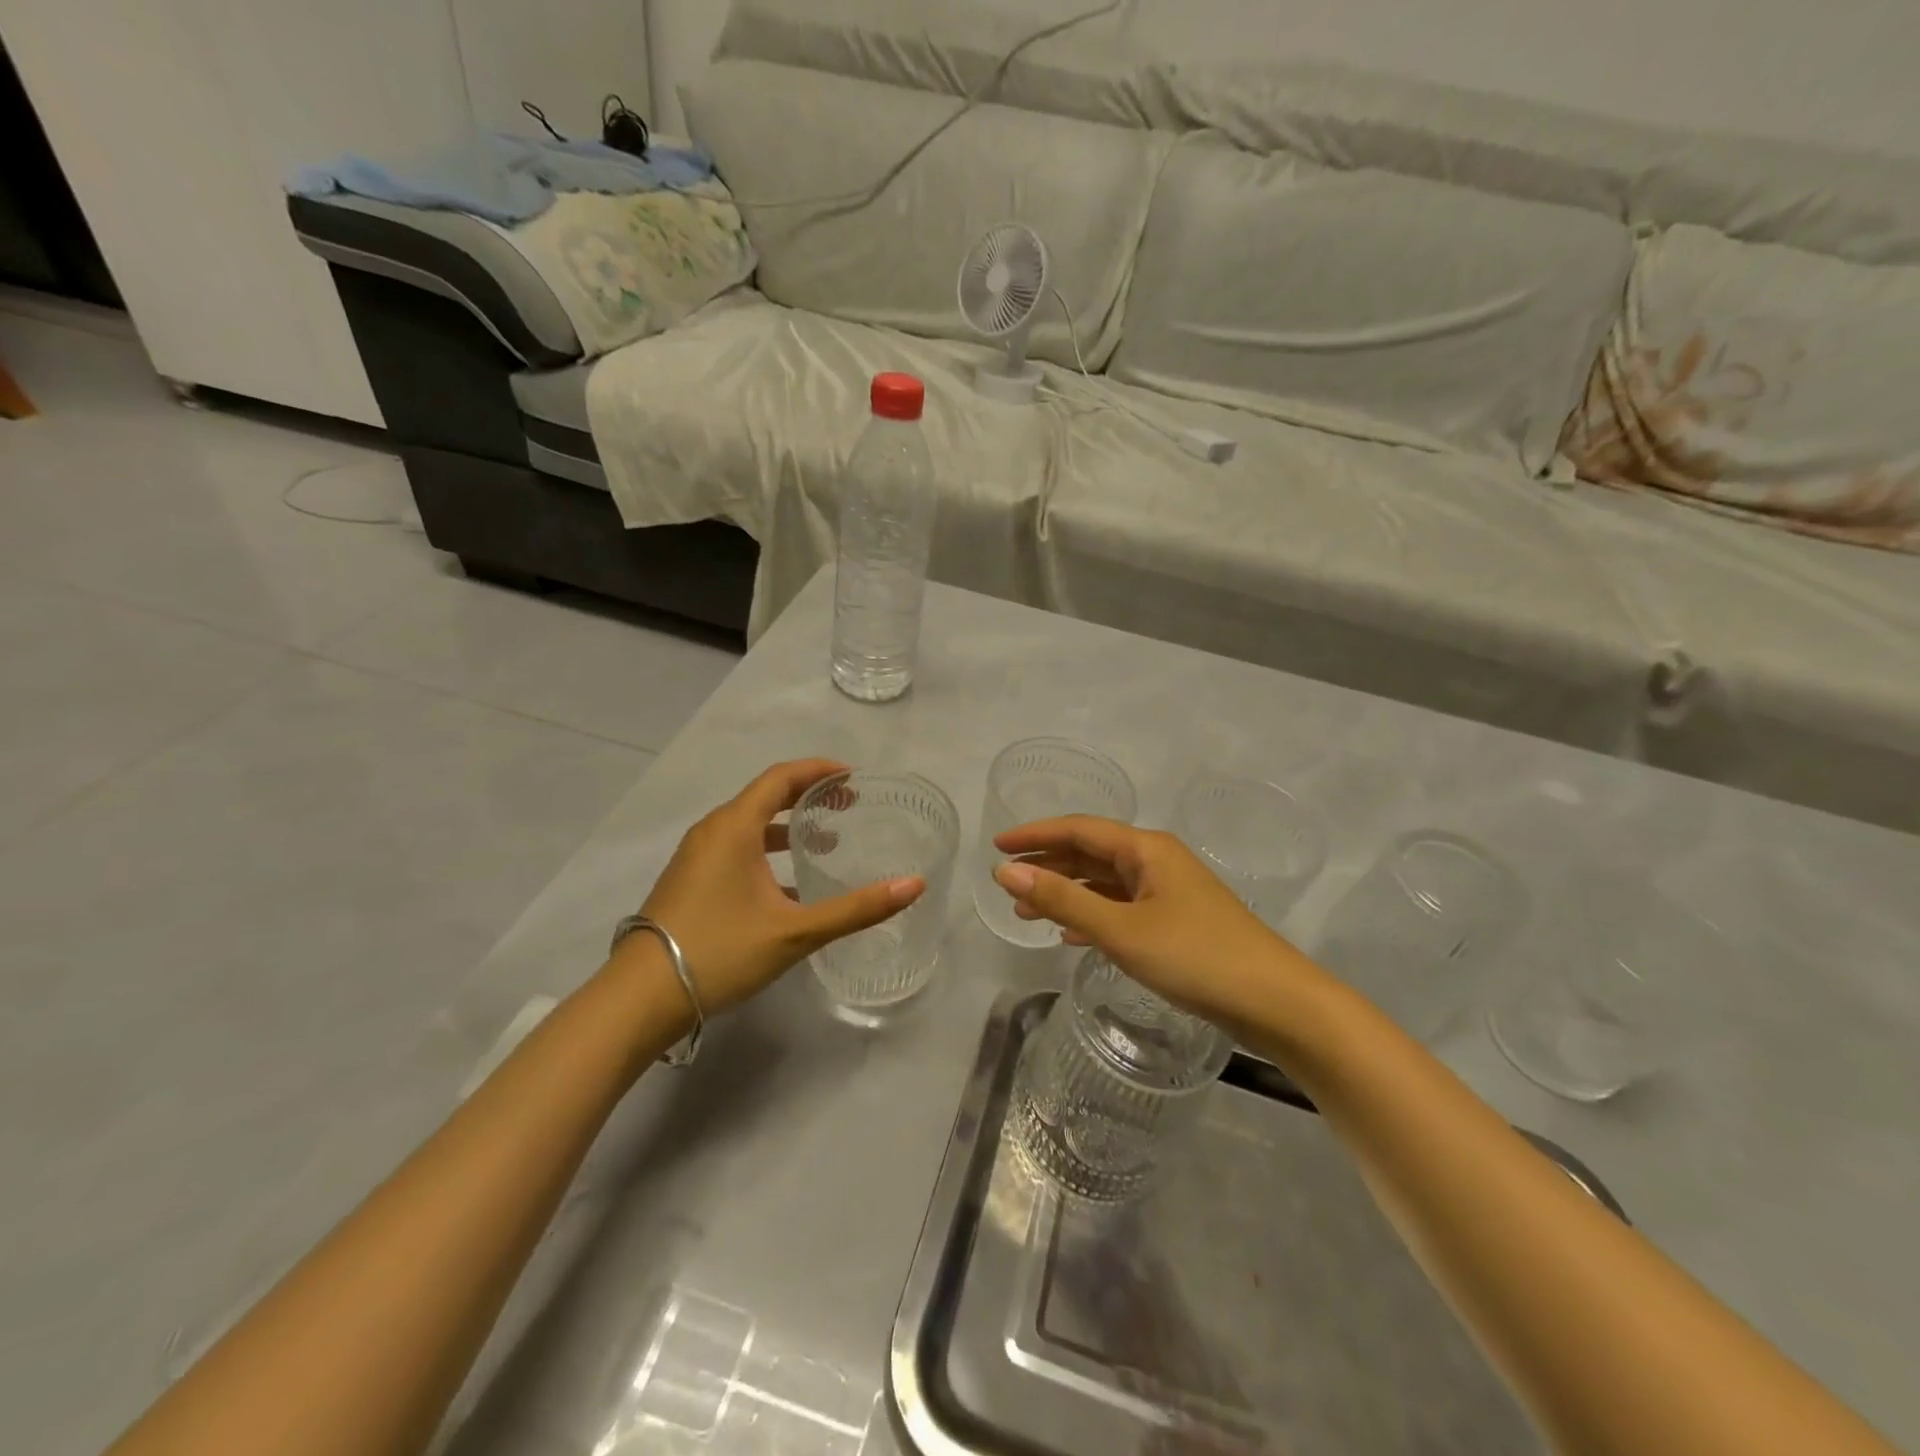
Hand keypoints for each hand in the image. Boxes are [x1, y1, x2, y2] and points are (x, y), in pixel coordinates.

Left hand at [633, 760, 923, 1015]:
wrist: (640, 998)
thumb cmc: (720, 951)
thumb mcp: (795, 932)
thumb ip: (856, 909)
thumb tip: (913, 885)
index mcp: (734, 826)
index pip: (781, 777)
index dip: (819, 770)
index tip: (854, 778)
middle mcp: (712, 831)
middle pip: (766, 797)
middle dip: (809, 796)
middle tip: (848, 806)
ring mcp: (696, 856)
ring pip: (749, 825)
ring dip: (788, 827)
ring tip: (825, 842)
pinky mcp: (689, 880)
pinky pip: (735, 848)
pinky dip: (767, 851)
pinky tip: (788, 886)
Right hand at [992, 816, 1306, 1025]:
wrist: (1275, 1002)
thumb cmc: (1194, 955)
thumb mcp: (1120, 929)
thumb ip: (1062, 899)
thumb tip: (1006, 872)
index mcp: (1145, 849)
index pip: (1078, 829)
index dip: (1035, 835)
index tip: (996, 846)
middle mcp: (1156, 860)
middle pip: (1090, 853)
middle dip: (1047, 866)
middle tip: (1006, 884)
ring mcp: (1168, 891)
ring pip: (1104, 883)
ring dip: (1066, 893)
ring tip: (1027, 912)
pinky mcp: (1176, 922)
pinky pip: (1121, 908)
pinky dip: (1091, 915)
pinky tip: (1071, 934)